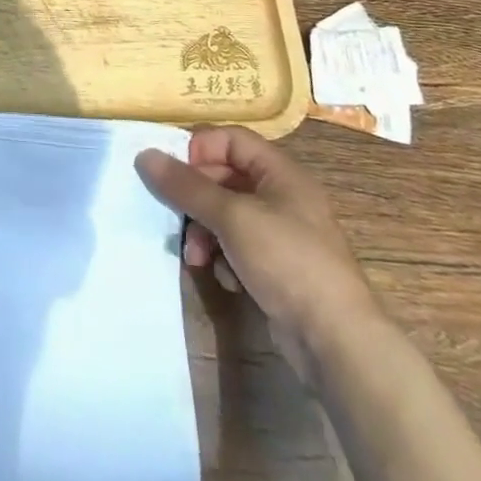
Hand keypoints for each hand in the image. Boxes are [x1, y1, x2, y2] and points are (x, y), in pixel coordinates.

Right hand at [137, 127, 377, 378]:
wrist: (336, 340)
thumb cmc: (287, 260)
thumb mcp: (231, 217)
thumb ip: (187, 186)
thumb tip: (145, 155)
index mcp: (280, 172)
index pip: (231, 139)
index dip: (200, 149)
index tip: (172, 173)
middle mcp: (283, 196)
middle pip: (225, 177)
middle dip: (196, 198)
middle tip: (174, 217)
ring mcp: (281, 234)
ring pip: (227, 215)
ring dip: (205, 232)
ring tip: (195, 257)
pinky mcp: (278, 267)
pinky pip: (238, 247)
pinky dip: (224, 257)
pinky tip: (224, 278)